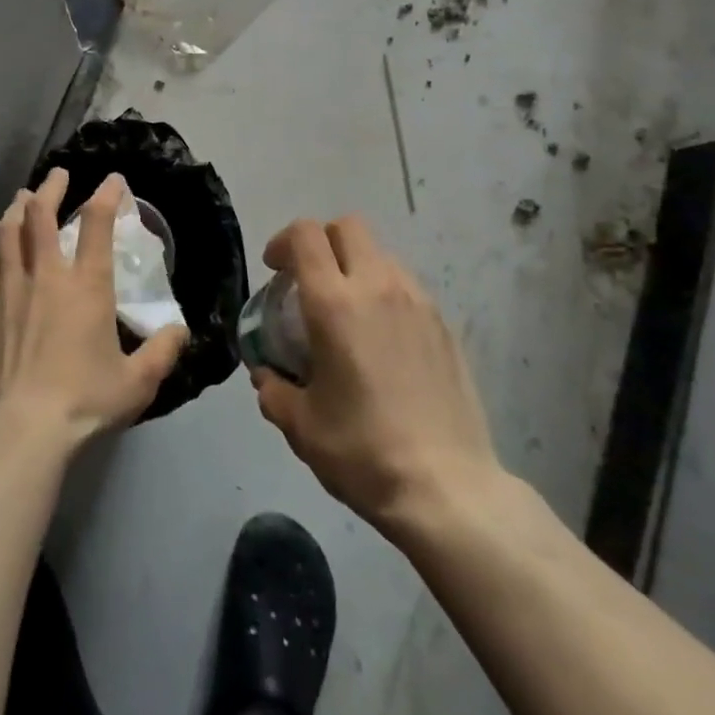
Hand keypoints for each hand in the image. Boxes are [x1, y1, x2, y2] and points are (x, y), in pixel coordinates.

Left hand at [0, 168, 188, 449]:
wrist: (19, 430)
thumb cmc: (83, 402)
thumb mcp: (137, 382)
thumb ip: (162, 352)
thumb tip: (180, 331)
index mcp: (87, 286)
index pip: (97, 225)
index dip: (106, 195)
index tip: (112, 180)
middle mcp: (47, 276)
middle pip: (42, 216)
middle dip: (52, 189)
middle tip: (58, 175)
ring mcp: (10, 290)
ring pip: (9, 232)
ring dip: (18, 208)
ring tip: (24, 195)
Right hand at [252, 216, 496, 534]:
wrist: (447, 488)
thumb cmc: (363, 452)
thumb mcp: (302, 427)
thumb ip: (274, 390)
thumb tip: (267, 375)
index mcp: (335, 303)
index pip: (306, 235)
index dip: (283, 241)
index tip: (275, 270)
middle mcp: (378, 287)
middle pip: (347, 226)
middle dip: (321, 240)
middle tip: (308, 279)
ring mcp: (418, 301)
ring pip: (380, 253)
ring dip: (355, 265)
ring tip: (347, 311)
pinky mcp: (444, 323)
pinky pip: (406, 285)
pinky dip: (384, 292)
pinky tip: (382, 339)